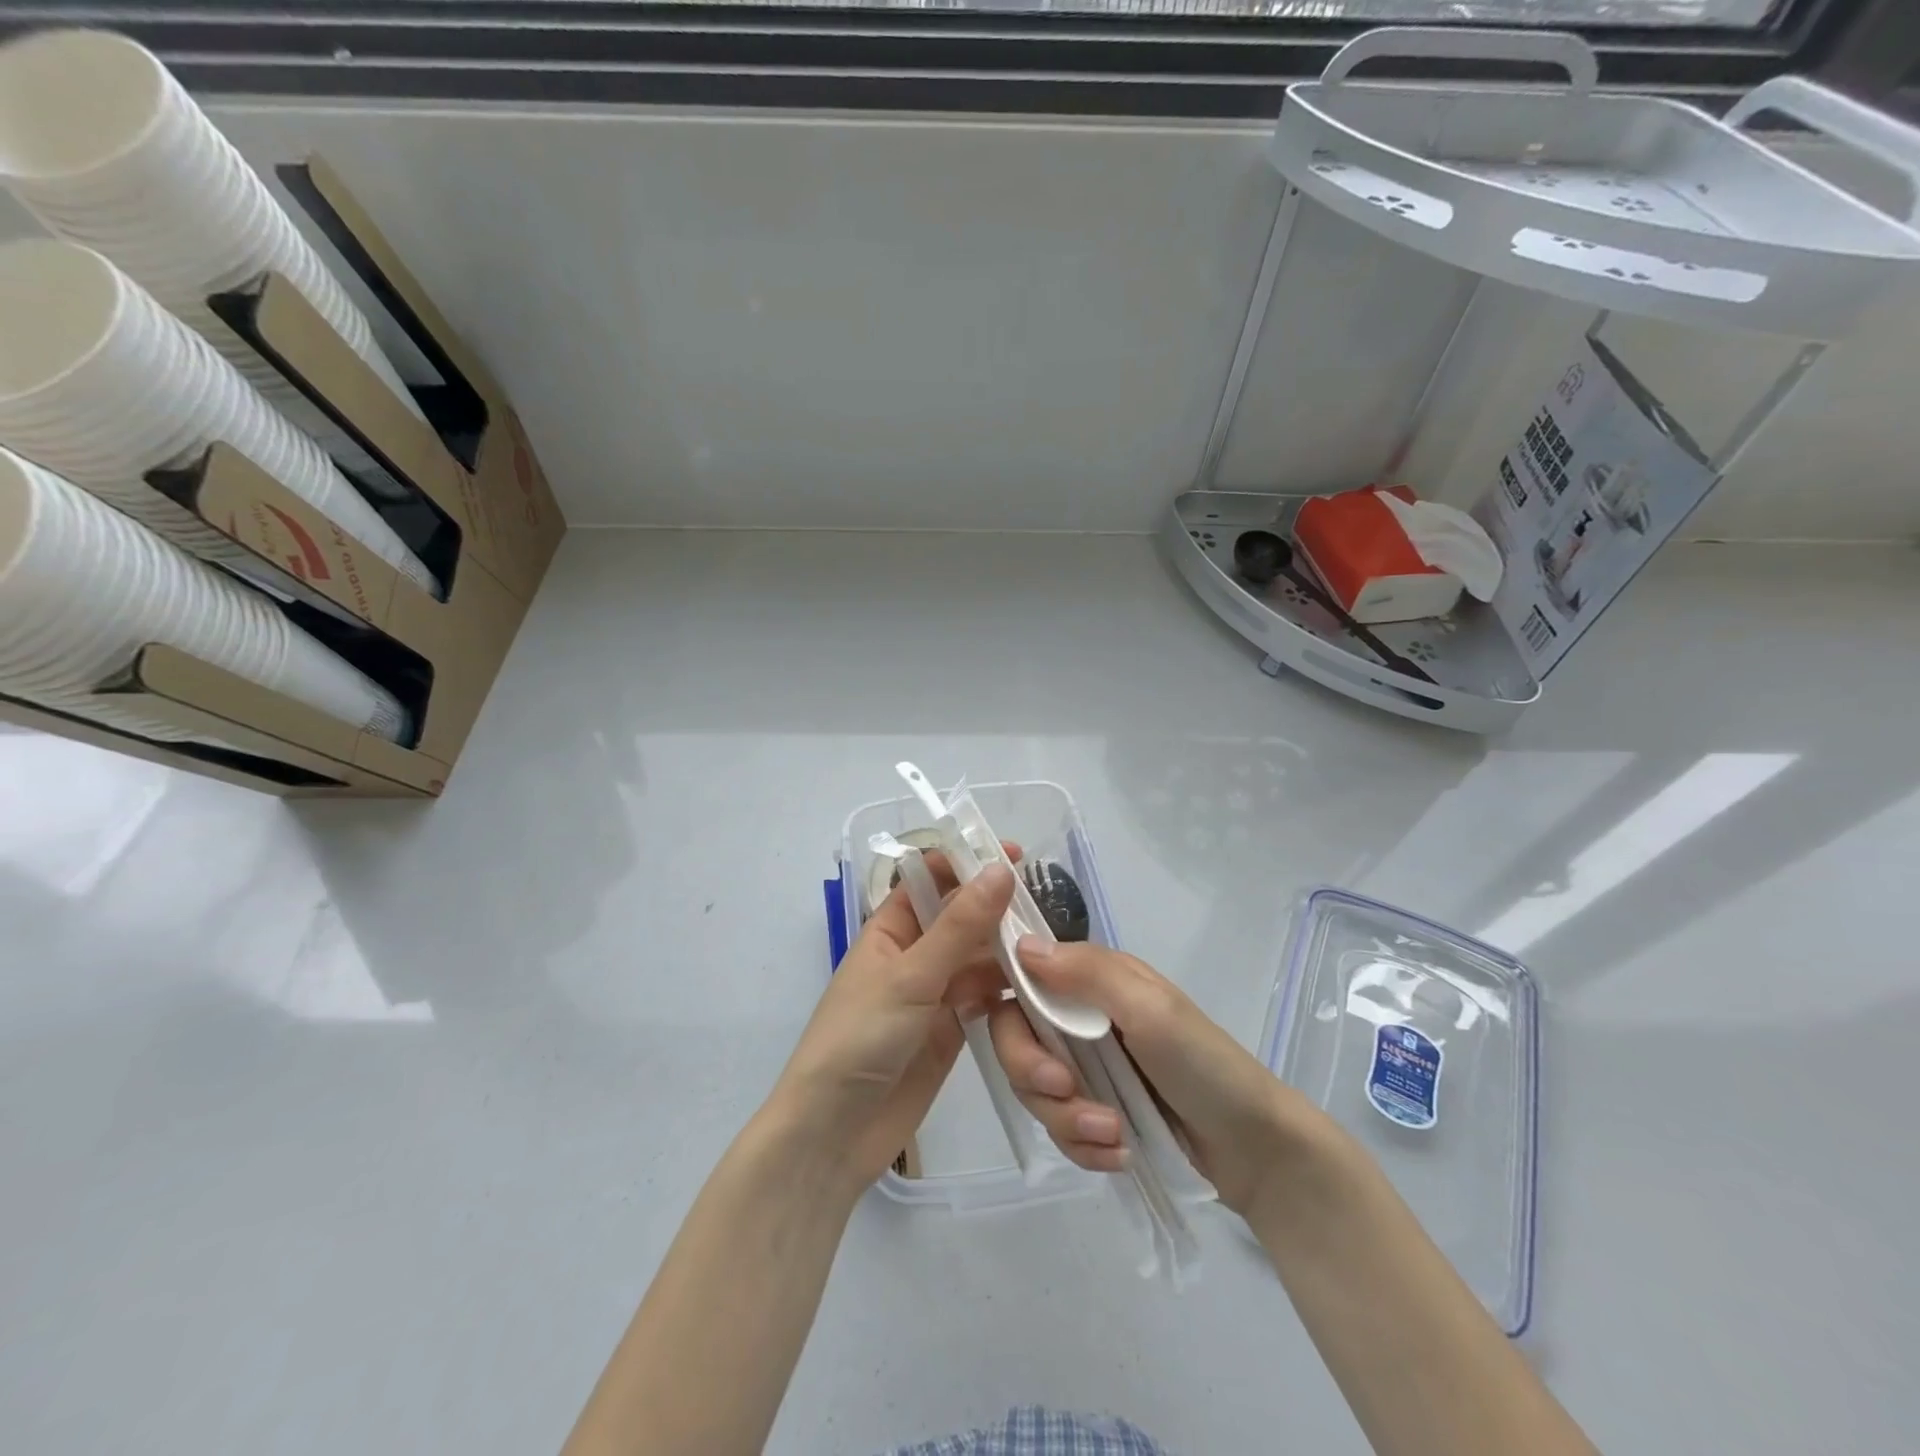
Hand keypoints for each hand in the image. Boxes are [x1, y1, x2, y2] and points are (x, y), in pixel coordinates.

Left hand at [768, 855, 1017, 1193]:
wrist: (834, 1134)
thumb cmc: (859, 1038)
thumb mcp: (910, 976)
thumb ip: (959, 926)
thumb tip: (999, 870)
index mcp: (890, 928)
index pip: (931, 879)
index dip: (968, 862)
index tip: (1013, 854)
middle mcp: (915, 954)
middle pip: (962, 917)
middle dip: (997, 907)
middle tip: (1048, 902)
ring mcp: (935, 993)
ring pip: (979, 957)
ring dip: (1009, 949)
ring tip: (1055, 944)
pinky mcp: (953, 1029)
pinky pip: (987, 997)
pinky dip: (1011, 990)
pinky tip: (1043, 986)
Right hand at [988, 939, 1303, 1215]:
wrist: (1256, 1151)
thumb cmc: (1205, 1064)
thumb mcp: (1150, 1009)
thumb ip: (1087, 974)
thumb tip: (1021, 944)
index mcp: (1092, 980)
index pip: (1021, 978)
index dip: (1004, 1003)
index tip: (1017, 1039)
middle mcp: (1080, 1017)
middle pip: (1016, 1038)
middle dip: (1033, 1073)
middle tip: (1067, 1094)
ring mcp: (1086, 1067)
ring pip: (1033, 1089)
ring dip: (1066, 1119)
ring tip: (1112, 1135)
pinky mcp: (1094, 1111)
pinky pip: (1058, 1128)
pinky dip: (1082, 1146)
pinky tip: (1118, 1154)